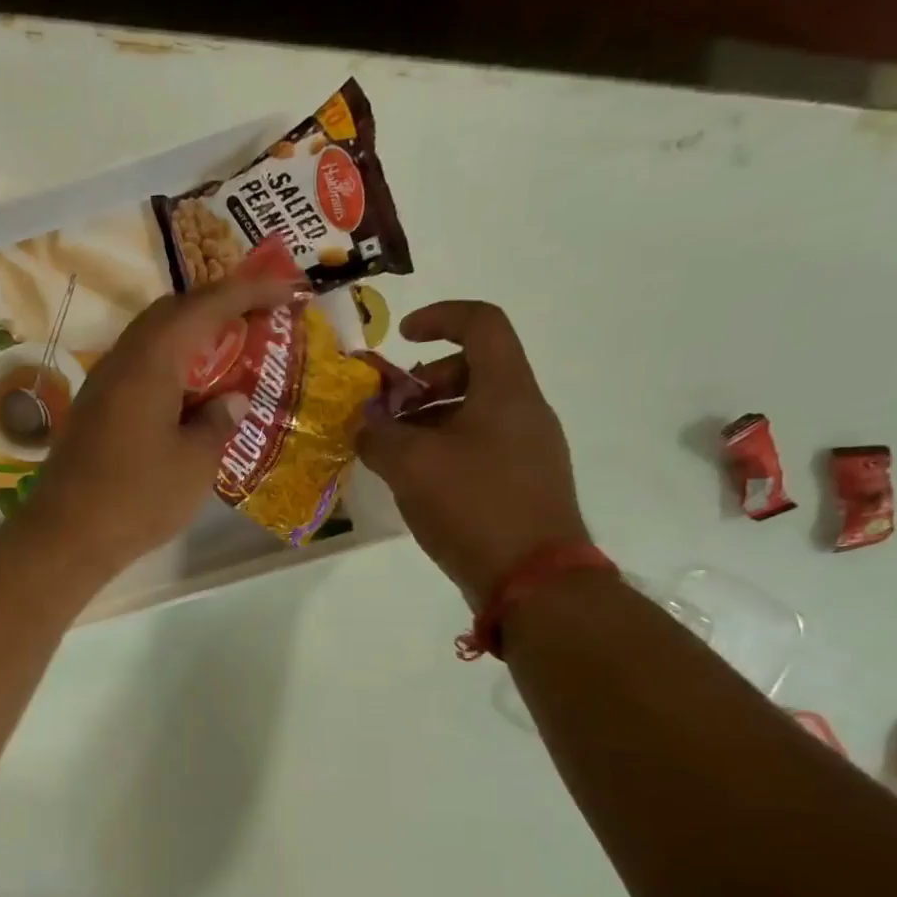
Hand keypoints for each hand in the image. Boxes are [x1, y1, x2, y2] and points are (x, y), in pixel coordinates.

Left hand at [20, 266, 299, 573]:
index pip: (205, 306)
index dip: (249, 291)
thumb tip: (233, 400)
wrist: (67, 536)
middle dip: (217, 308)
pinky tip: (189, 398)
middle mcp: (122, 360)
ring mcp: (102, 385)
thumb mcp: (195, 464)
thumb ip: (219, 423)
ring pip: (152, 341)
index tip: (287, 288)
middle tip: (255, 321)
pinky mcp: (94, 411)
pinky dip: (170, 369)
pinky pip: (138, 371)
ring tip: (228, 358)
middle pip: (172, 313)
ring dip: (192, 340)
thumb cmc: (138, 498)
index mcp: (151, 361)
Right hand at [356, 301, 589, 606]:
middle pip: (474, 370)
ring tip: (393, 453)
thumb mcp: (411, 466)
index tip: (401, 337)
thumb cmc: (473, 506)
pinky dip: (445, 449)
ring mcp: (530, 448)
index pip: (481, 323)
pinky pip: (481, 446)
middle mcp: (525, 410)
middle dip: (423, 382)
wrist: (532, 578)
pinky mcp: (524, 483)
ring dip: (429, 420)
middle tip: (388, 412)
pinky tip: (418, 483)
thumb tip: (364, 422)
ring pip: (475, 412)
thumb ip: (379, 435)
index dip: (439, 318)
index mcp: (506, 389)